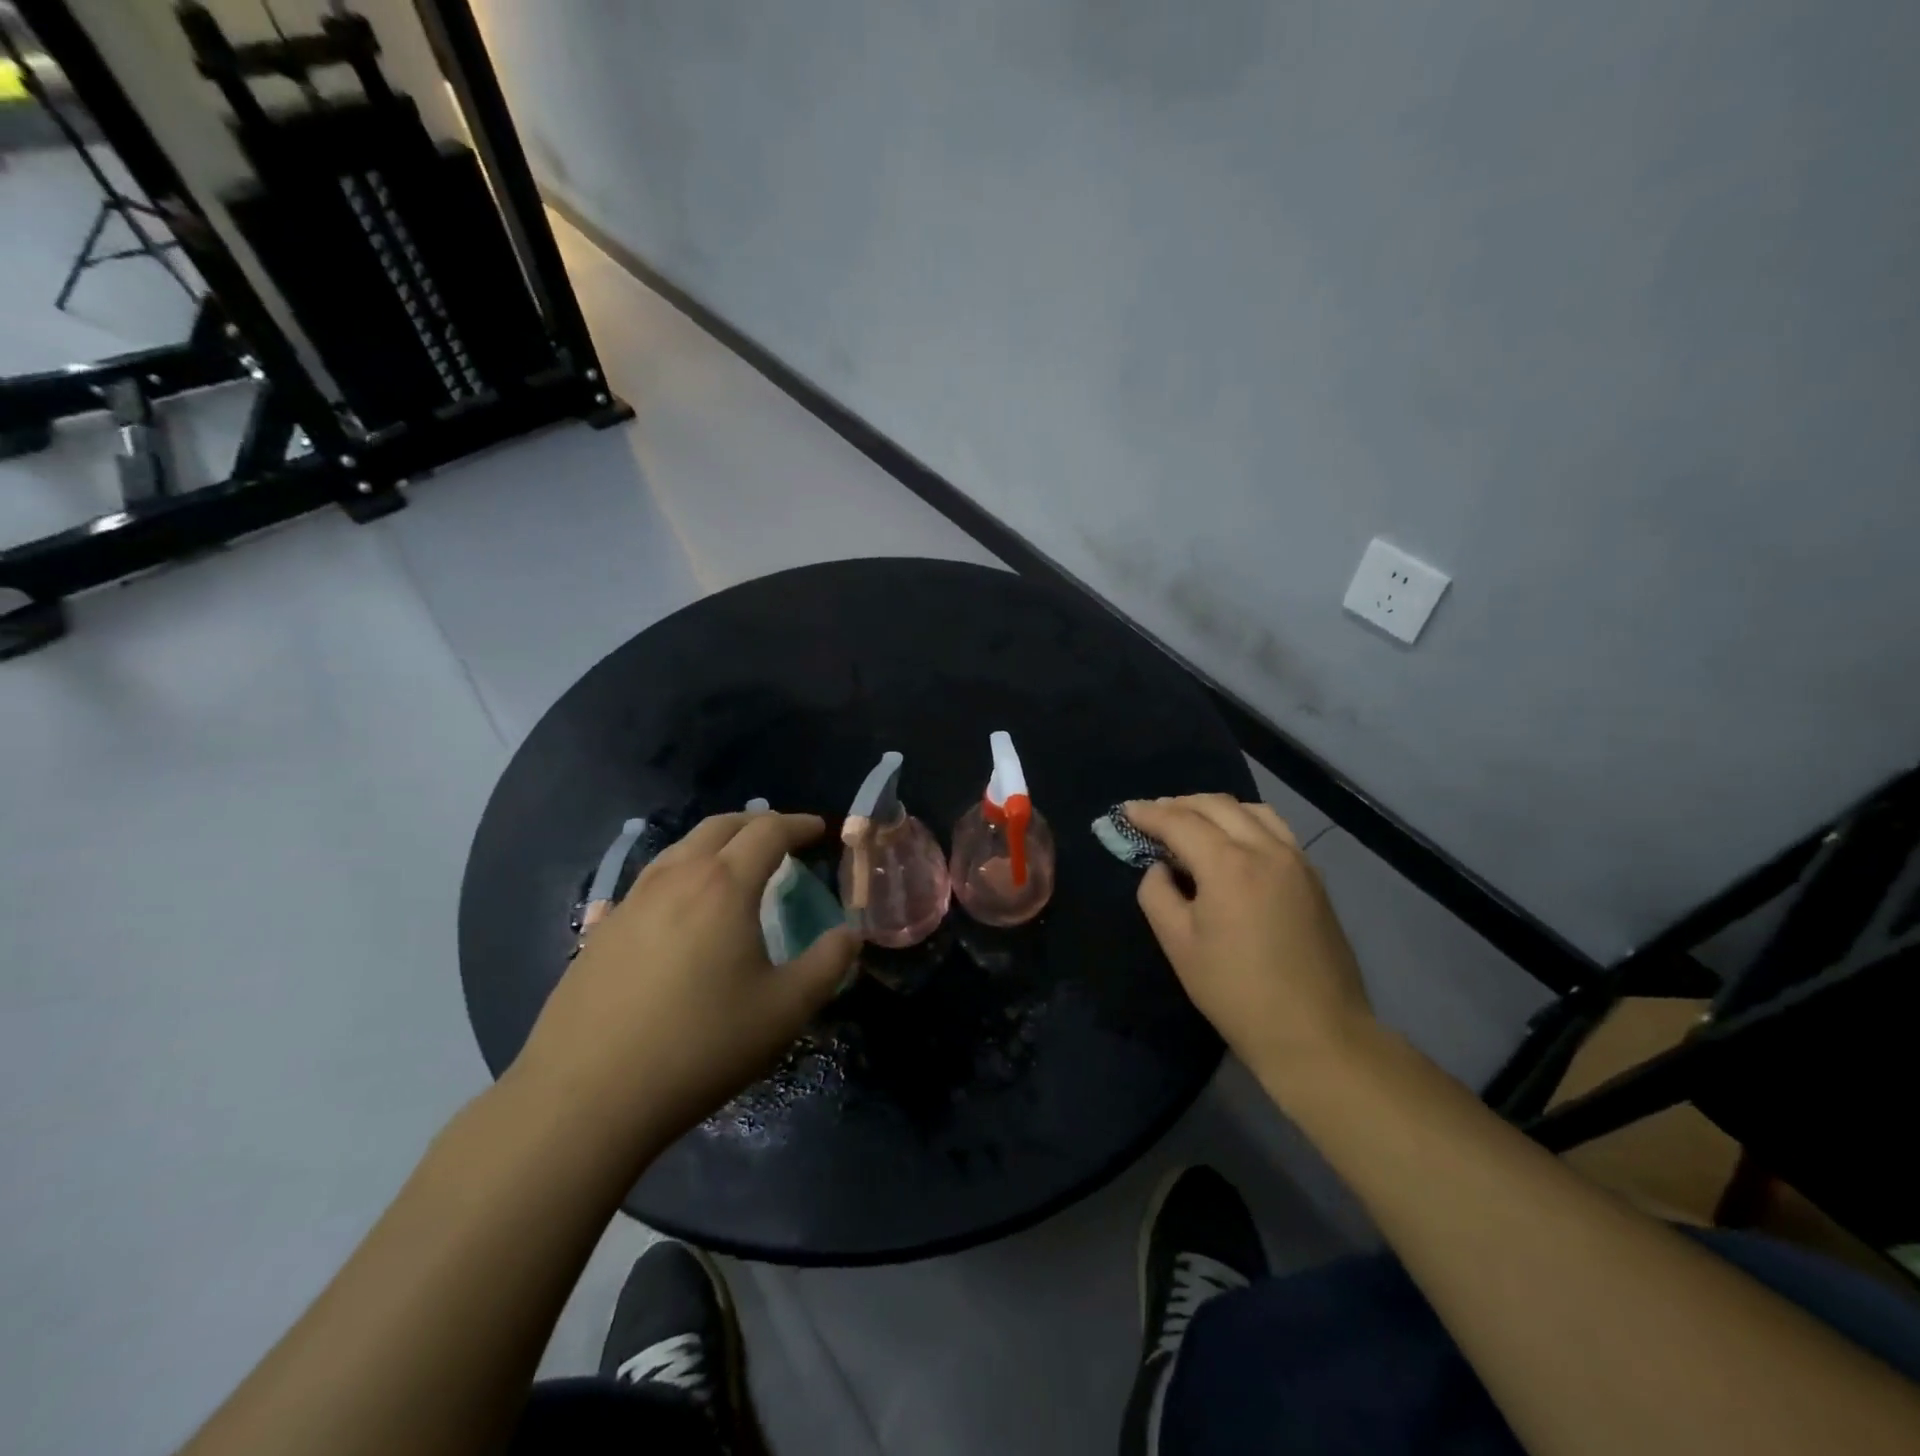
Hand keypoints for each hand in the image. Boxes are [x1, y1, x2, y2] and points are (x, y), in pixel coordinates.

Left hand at [511, 812, 857, 1150]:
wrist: (586, 1097)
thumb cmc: (700, 1046)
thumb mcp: (785, 1010)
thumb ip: (828, 964)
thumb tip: (850, 934)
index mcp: (723, 885)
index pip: (768, 831)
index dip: (798, 825)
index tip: (818, 830)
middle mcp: (675, 878)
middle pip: (720, 826)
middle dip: (757, 822)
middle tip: (782, 838)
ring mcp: (631, 902)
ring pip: (680, 848)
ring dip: (716, 843)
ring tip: (735, 864)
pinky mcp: (601, 930)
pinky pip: (651, 880)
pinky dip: (682, 872)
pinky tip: (683, 908)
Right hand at [1125, 796, 1374, 1090]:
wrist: (1316, 1033)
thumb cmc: (1236, 992)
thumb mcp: (1178, 945)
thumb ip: (1157, 894)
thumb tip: (1160, 868)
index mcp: (1228, 863)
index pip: (1179, 821)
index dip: (1148, 813)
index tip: (1125, 811)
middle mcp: (1265, 848)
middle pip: (1216, 805)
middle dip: (1179, 804)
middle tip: (1152, 817)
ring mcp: (1296, 860)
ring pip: (1250, 810)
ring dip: (1214, 809)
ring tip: (1191, 824)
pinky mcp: (1313, 877)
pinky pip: (1274, 829)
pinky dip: (1245, 822)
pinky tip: (1232, 843)